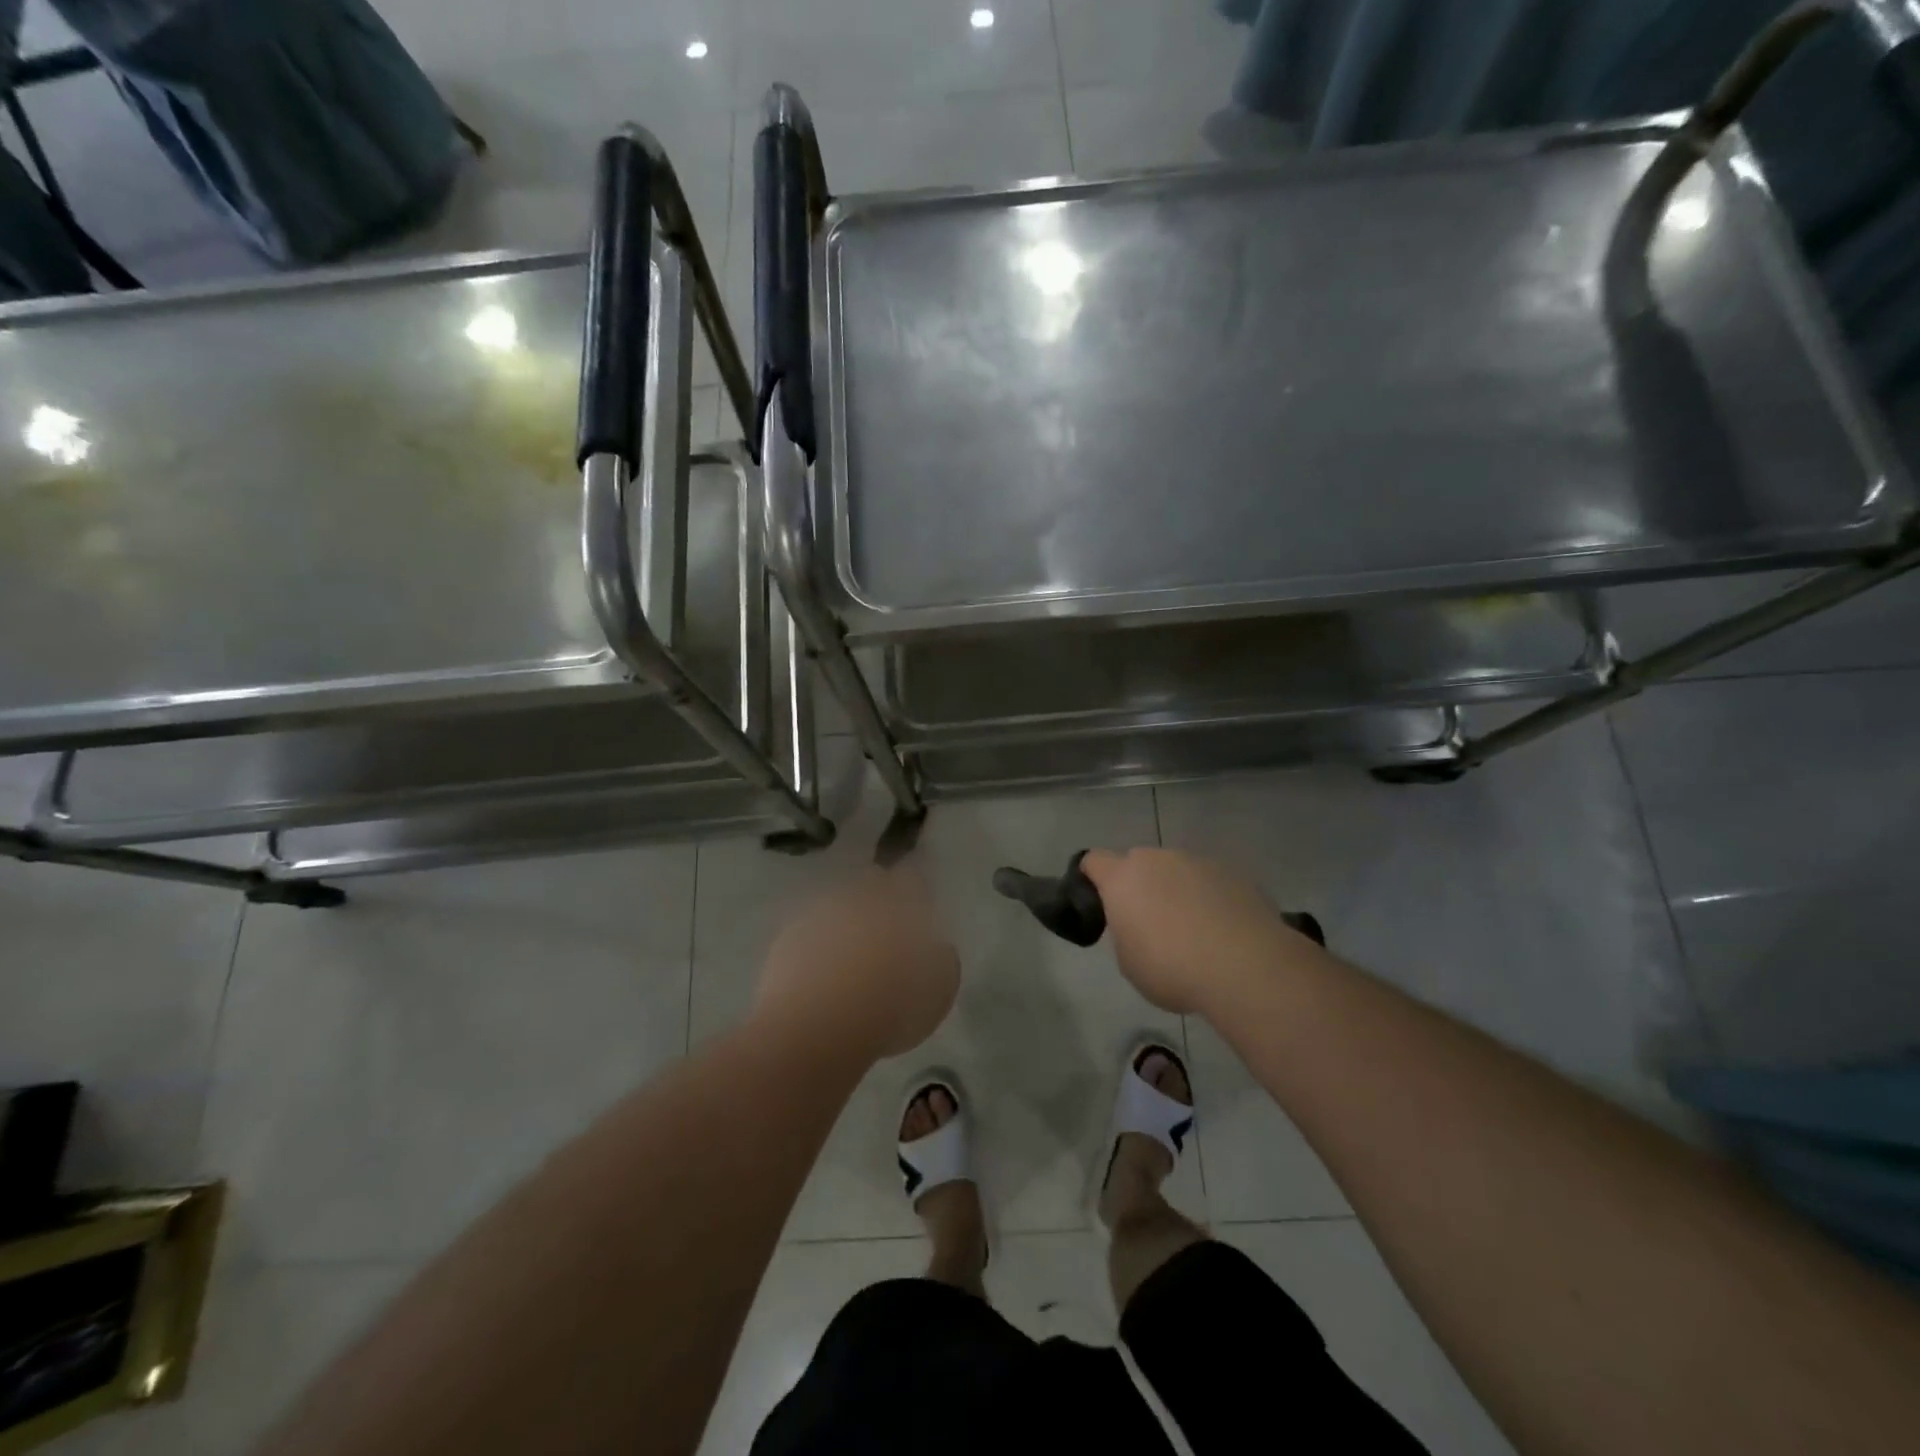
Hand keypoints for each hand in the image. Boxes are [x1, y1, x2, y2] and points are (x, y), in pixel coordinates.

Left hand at [755, 867, 960, 1062]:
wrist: (814, 1030)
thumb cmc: (888, 1009)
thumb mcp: (938, 992)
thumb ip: (943, 960)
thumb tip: (937, 947)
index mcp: (898, 902)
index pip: (911, 878)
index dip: (916, 894)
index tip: (919, 916)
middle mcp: (858, 896)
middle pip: (871, 884)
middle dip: (880, 900)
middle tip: (887, 934)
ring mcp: (818, 913)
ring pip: (839, 905)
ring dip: (848, 922)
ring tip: (852, 958)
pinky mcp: (787, 936)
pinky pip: (811, 930)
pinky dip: (819, 944)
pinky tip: (822, 973)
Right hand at [1080, 847, 1313, 1013]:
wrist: (1245, 967)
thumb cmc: (1172, 969)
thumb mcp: (1129, 961)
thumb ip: (1125, 932)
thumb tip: (1139, 925)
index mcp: (1122, 878)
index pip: (1093, 860)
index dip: (1092, 878)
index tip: (1100, 903)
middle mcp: (1157, 859)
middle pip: (1139, 863)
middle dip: (1140, 886)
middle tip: (1151, 923)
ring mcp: (1198, 861)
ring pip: (1178, 870)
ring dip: (1177, 890)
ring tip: (1195, 930)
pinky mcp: (1234, 872)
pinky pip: (1211, 881)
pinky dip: (1211, 898)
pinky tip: (1224, 930)